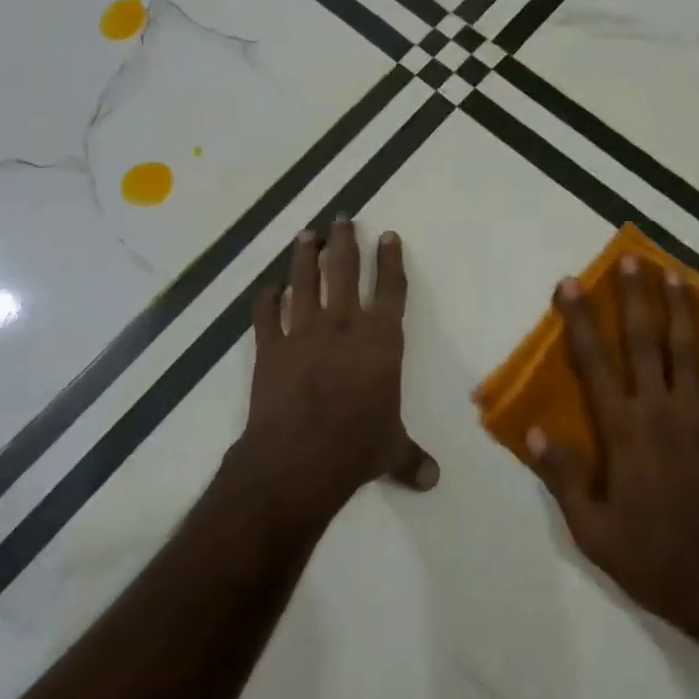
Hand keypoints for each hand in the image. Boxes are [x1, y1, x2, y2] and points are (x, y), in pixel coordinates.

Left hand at [236, 220, 437, 521]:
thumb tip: (432, 480)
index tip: (387, 235)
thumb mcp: (391, 451)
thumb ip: (410, 458)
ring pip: (305, 282)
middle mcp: (343, 325)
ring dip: (304, 256)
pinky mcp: (270, 348)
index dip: (390, 260)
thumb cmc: (356, 448)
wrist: (298, 460)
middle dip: (345, 241)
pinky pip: (265, 316)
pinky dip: (266, 300)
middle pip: (344, 271)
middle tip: (342, 218)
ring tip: (305, 235)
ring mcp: (303, 333)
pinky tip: (268, 289)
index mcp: (380, 340)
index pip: (390, 289)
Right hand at [530, 257, 698, 639]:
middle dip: (635, 297)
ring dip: (680, 307)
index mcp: (623, 431)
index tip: (571, 284)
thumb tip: (533, 430)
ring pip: (689, 349)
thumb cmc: (651, 557)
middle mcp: (661, 411)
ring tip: (673, 272)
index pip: (594, 363)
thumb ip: (562, 477)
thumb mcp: (592, 530)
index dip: (580, 320)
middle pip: (646, 342)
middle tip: (631, 259)